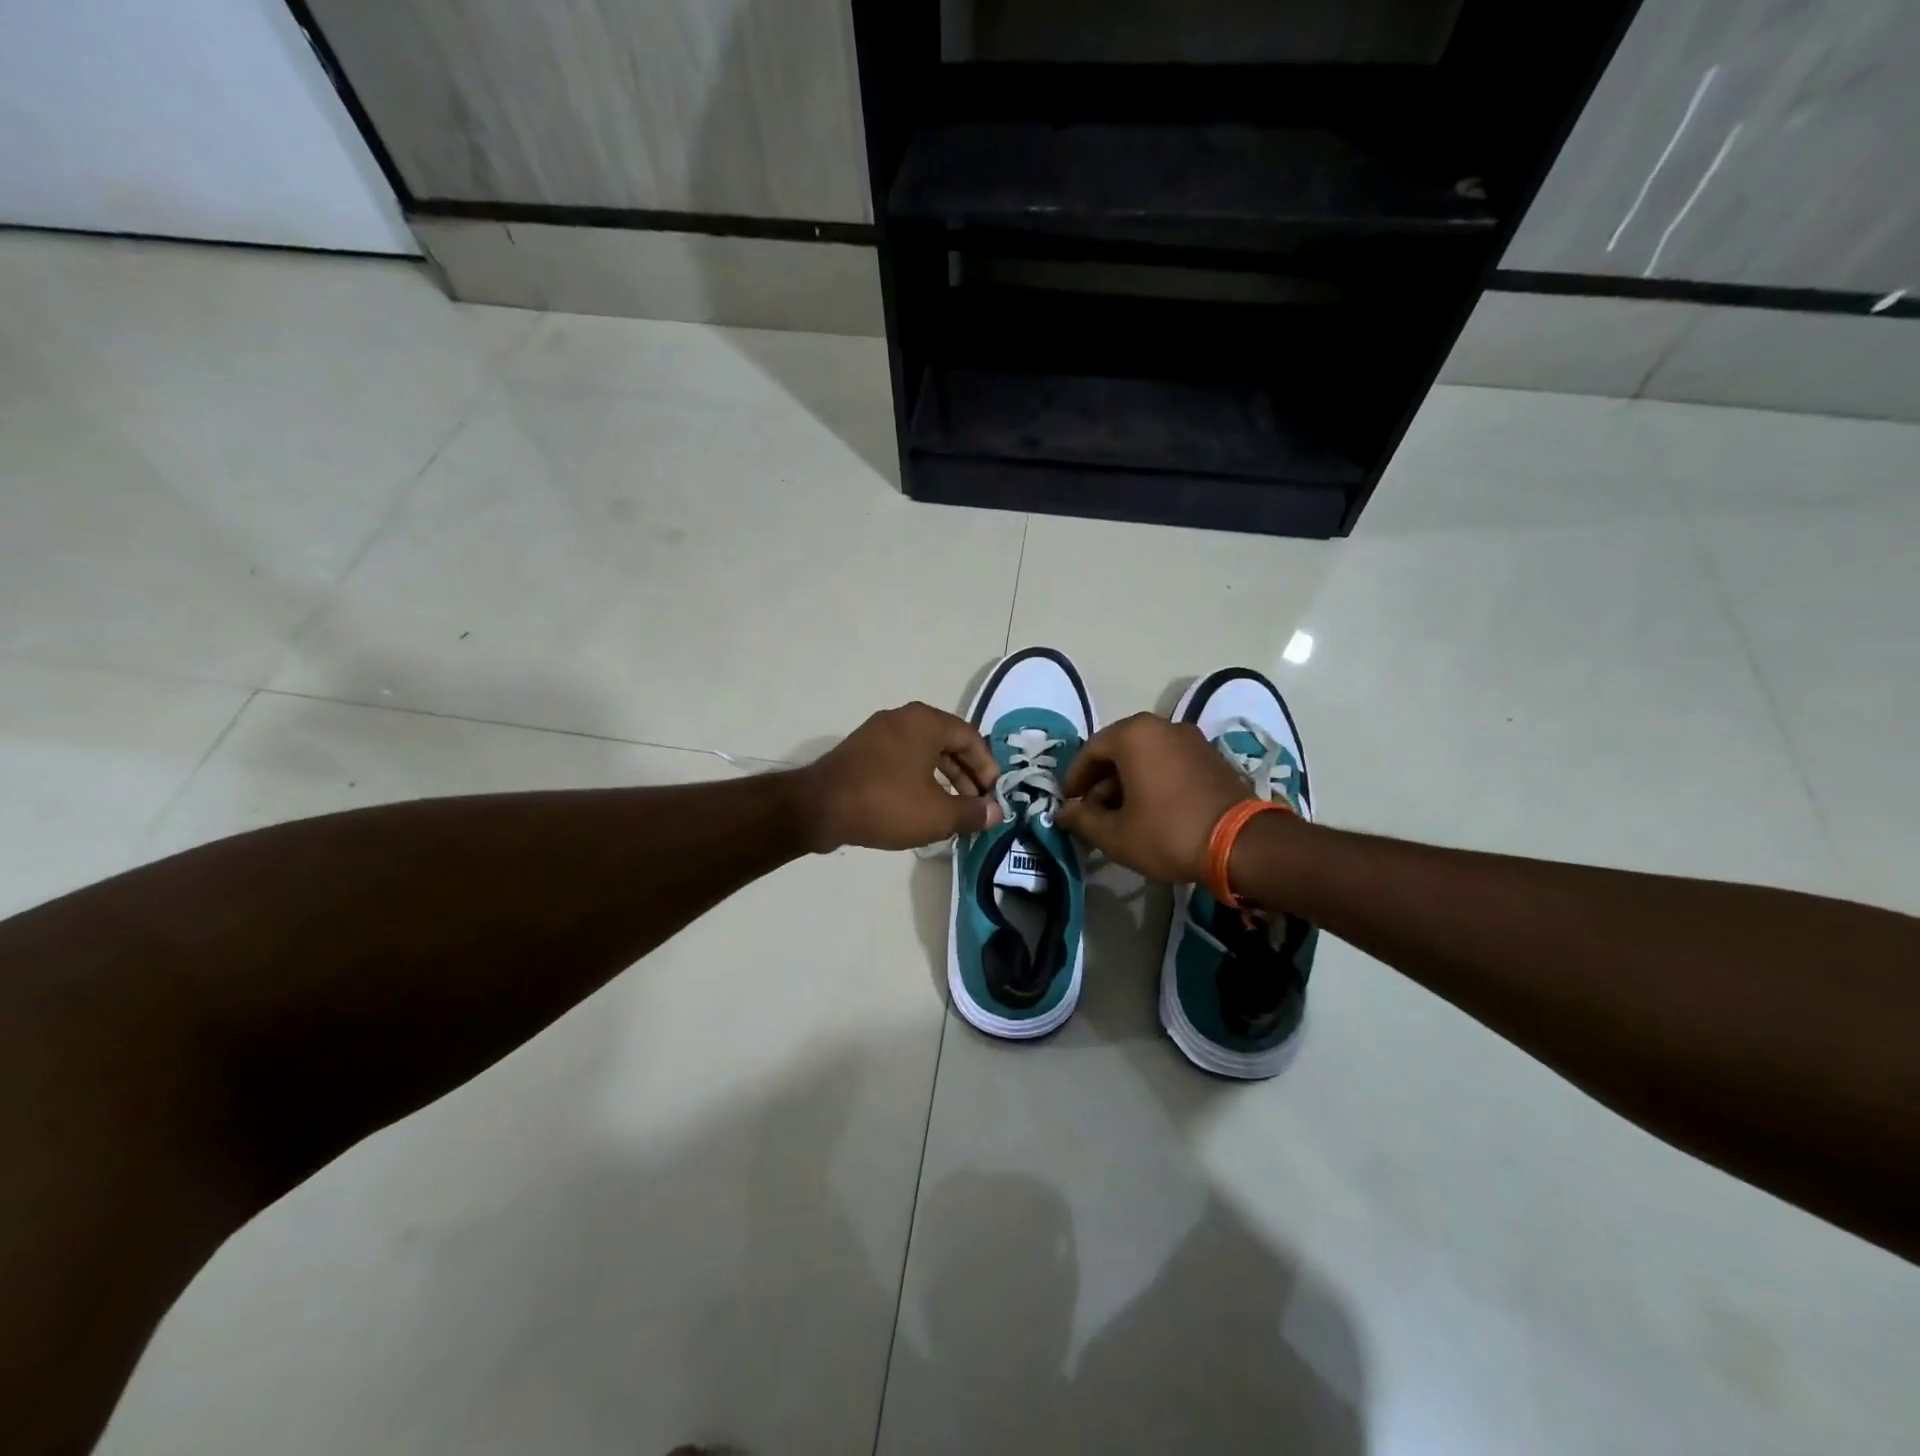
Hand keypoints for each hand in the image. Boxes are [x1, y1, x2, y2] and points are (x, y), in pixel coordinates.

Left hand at [795, 702, 1002, 852]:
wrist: (819, 808)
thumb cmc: (886, 804)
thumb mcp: (938, 814)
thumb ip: (972, 812)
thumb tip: (996, 812)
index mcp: (926, 722)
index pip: (970, 737)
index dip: (987, 767)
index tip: (992, 795)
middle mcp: (903, 718)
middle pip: (947, 743)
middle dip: (966, 776)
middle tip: (976, 805)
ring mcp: (878, 733)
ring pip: (924, 753)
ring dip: (943, 780)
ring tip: (953, 811)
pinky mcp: (861, 751)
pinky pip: (901, 760)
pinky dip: (918, 779)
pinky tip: (921, 807)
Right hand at [1054, 713, 1250, 882]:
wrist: (1242, 844)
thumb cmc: (1168, 833)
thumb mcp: (1115, 834)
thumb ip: (1082, 819)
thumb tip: (1064, 812)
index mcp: (1134, 735)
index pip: (1090, 750)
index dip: (1075, 778)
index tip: (1069, 804)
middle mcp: (1162, 726)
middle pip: (1118, 750)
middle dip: (1101, 781)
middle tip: (1092, 813)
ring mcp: (1191, 739)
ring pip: (1145, 756)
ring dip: (1126, 782)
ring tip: (1120, 816)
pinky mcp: (1210, 756)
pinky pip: (1169, 762)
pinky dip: (1152, 780)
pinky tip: (1150, 810)